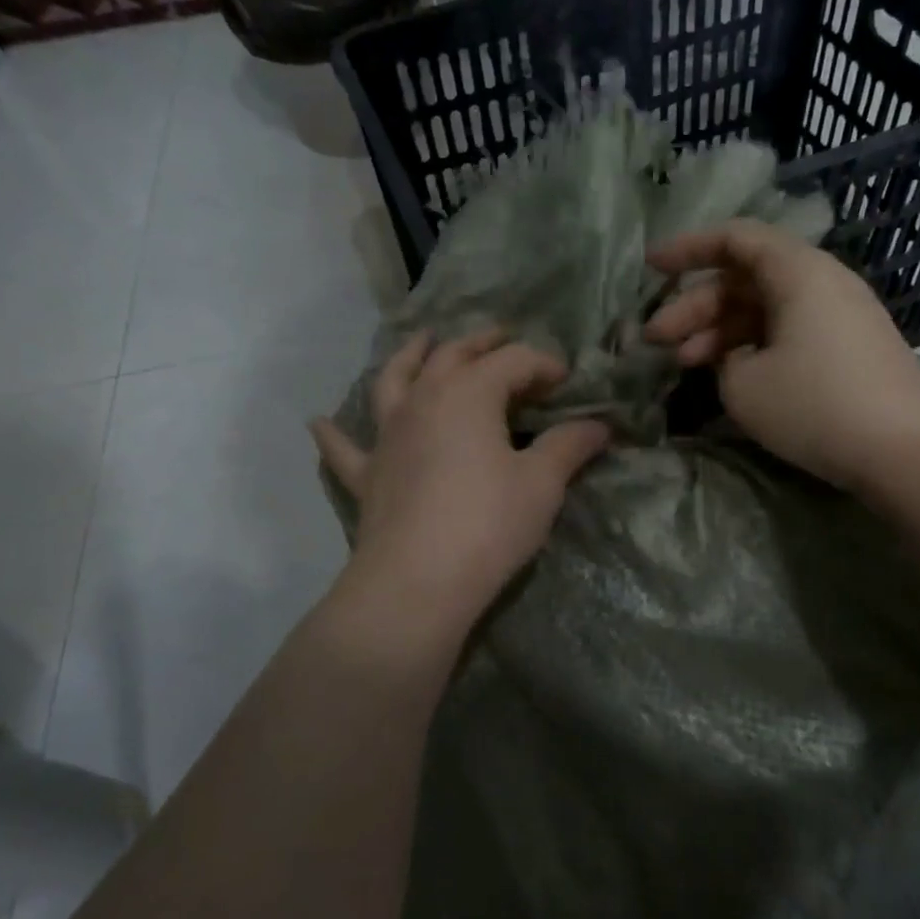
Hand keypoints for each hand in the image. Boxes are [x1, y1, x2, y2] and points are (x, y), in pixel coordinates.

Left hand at [311, 329, 610, 641]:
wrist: (417, 581)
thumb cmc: (488, 524)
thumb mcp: (542, 483)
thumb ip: (569, 447)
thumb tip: (600, 426)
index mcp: (469, 394)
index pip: (513, 361)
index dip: (543, 364)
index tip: (567, 382)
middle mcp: (423, 401)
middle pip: (453, 357)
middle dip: (481, 343)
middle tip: (501, 337)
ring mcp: (387, 435)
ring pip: (394, 380)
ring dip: (410, 356)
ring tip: (421, 341)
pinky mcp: (367, 474)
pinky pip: (345, 448)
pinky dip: (334, 433)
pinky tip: (319, 422)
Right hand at [645, 220, 919, 493]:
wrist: (909, 451)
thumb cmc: (817, 405)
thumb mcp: (744, 385)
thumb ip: (723, 359)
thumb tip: (735, 356)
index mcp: (797, 272)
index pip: (734, 239)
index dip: (687, 248)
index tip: (650, 267)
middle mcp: (821, 282)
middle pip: (744, 279)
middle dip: (694, 306)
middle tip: (654, 340)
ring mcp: (838, 316)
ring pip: (764, 309)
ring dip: (719, 332)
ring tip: (683, 364)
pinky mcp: (847, 349)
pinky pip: (787, 331)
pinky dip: (752, 347)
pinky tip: (728, 376)